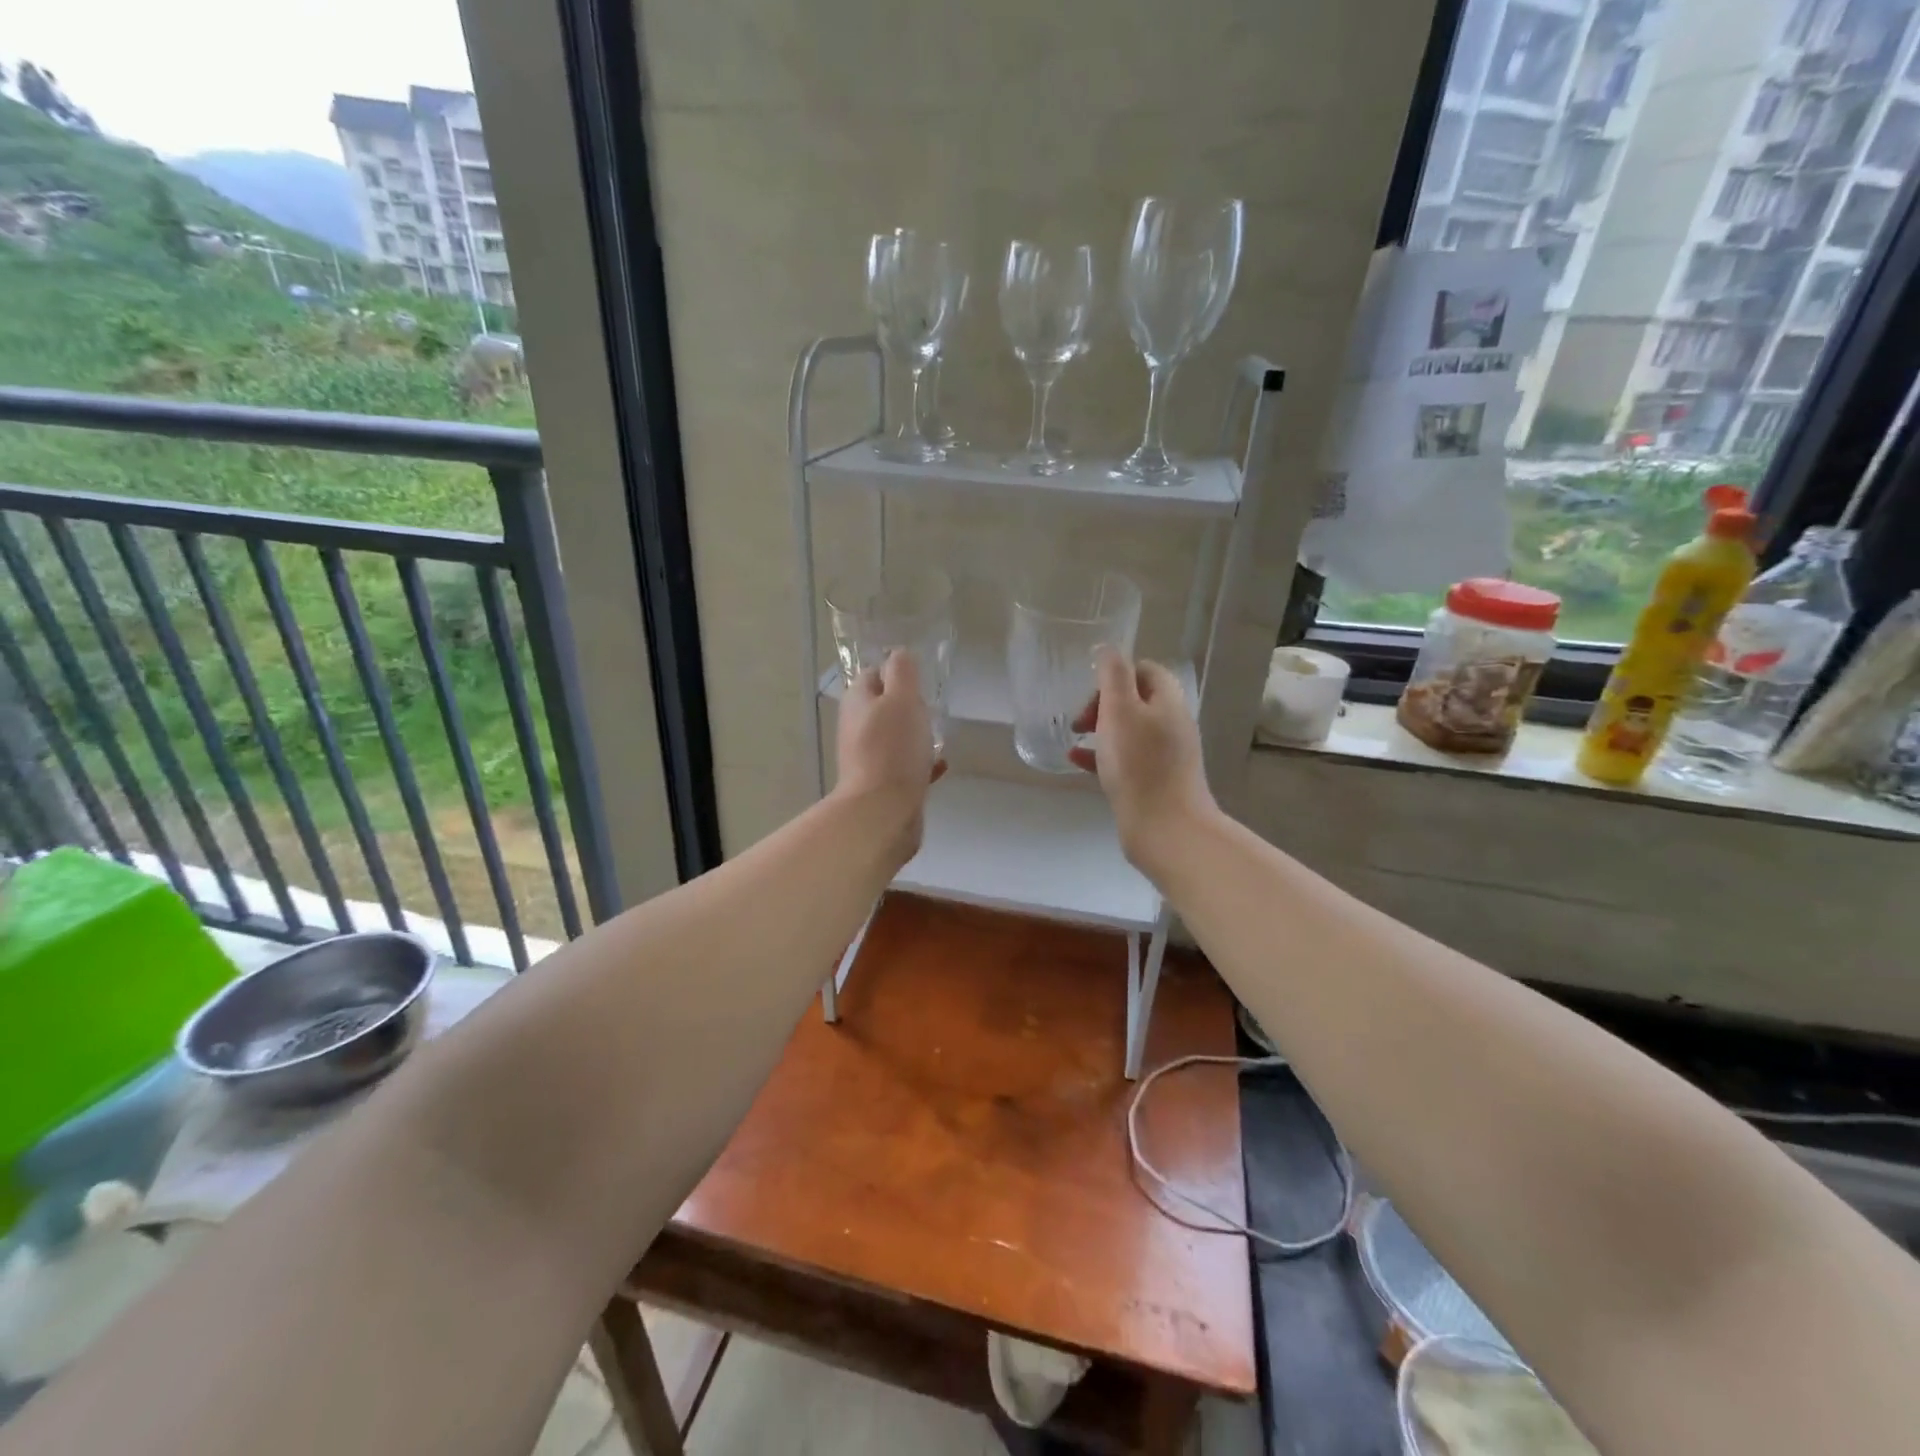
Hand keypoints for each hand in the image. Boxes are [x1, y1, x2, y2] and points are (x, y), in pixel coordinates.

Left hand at [834, 650, 944, 862]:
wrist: (883, 812)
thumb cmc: (893, 749)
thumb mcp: (902, 698)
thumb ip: (902, 672)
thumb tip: (899, 654)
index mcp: (857, 702)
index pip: (873, 674)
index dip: (896, 672)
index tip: (920, 680)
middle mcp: (856, 728)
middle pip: (883, 707)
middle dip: (908, 706)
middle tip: (932, 709)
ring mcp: (867, 758)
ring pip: (894, 737)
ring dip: (915, 735)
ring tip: (938, 736)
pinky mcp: (882, 785)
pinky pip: (903, 766)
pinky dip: (921, 763)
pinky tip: (940, 766)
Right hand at [1068, 647, 1215, 876]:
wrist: (1165, 829)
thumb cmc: (1139, 765)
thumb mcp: (1120, 710)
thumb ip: (1113, 675)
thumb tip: (1108, 649)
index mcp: (1168, 702)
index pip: (1145, 670)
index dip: (1116, 674)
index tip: (1091, 691)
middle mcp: (1171, 725)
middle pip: (1136, 700)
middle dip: (1104, 703)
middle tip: (1080, 719)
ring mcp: (1165, 756)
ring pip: (1128, 730)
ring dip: (1100, 728)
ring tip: (1073, 735)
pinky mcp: (1154, 782)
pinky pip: (1125, 758)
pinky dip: (1101, 755)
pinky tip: (1076, 760)